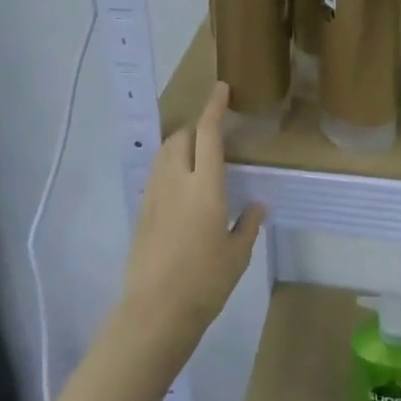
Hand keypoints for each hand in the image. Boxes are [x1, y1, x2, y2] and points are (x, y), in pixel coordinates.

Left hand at [121, 83, 264, 345]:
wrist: (155, 312)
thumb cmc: (205, 282)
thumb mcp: (237, 255)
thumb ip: (248, 223)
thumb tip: (258, 204)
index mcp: (205, 186)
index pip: (208, 133)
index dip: (214, 107)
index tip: (221, 89)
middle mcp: (176, 180)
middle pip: (181, 136)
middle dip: (196, 127)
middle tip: (213, 135)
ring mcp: (154, 194)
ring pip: (164, 152)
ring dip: (180, 144)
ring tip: (196, 157)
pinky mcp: (142, 210)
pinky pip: (156, 173)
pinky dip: (169, 165)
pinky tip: (181, 186)